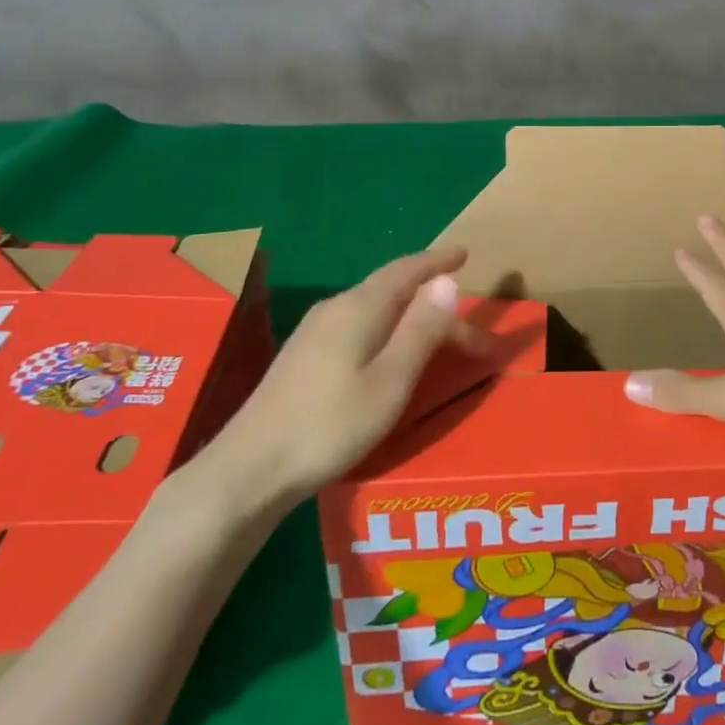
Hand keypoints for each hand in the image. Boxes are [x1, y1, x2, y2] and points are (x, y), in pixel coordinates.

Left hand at [183, 247, 484, 519]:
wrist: (250, 470)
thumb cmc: (330, 425)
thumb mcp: (391, 380)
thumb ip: (422, 329)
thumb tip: (448, 282)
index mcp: (359, 307)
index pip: (407, 270)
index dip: (438, 262)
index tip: (465, 254)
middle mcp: (335, 308)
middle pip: (393, 290)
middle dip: (436, 304)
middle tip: (473, 339)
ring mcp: (315, 331)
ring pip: (376, 307)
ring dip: (413, 316)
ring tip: (439, 336)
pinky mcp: (304, 355)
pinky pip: (360, 323)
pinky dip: (390, 327)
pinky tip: (392, 351)